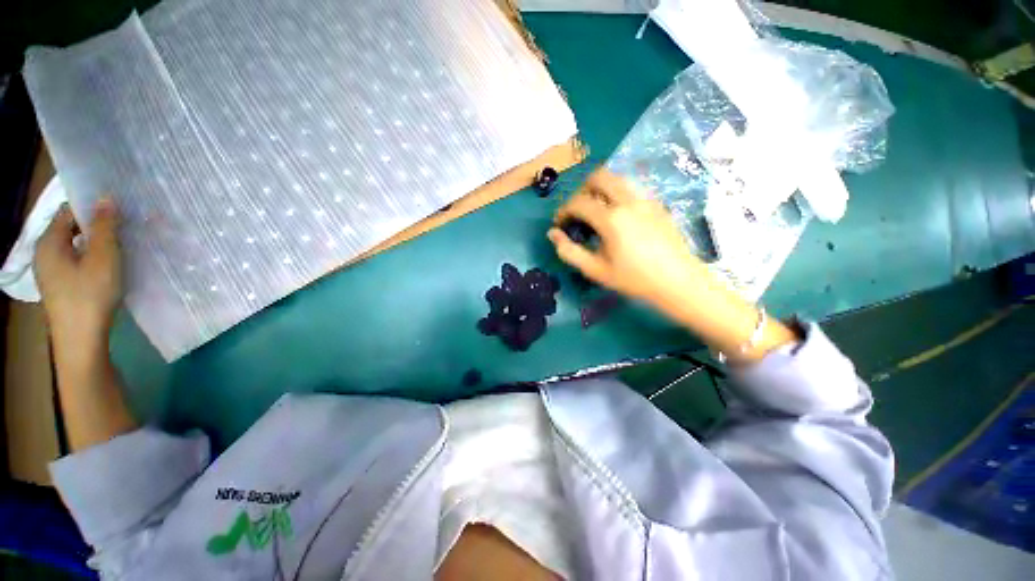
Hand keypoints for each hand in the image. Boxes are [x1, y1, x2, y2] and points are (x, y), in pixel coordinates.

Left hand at [34, 198, 122, 338]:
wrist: (80, 340)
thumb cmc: (90, 295)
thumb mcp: (103, 258)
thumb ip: (104, 227)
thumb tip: (106, 197)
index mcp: (49, 241)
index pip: (69, 211)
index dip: (93, 208)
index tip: (119, 212)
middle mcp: (44, 252)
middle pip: (71, 228)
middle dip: (96, 226)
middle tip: (124, 230)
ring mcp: (50, 271)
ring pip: (74, 246)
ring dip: (95, 243)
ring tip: (119, 248)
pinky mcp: (59, 285)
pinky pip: (75, 261)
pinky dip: (91, 258)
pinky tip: (107, 267)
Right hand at [548, 169, 707, 306]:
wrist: (678, 282)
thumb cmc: (634, 279)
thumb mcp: (596, 270)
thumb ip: (569, 251)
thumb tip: (552, 234)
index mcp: (611, 219)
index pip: (578, 202)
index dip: (563, 211)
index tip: (560, 224)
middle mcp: (628, 201)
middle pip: (598, 176)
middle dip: (582, 190)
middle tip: (578, 211)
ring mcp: (646, 199)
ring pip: (617, 178)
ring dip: (601, 189)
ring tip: (597, 211)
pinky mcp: (657, 203)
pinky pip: (632, 188)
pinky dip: (618, 194)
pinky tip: (619, 216)